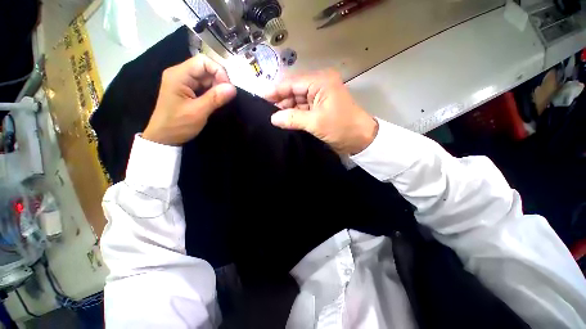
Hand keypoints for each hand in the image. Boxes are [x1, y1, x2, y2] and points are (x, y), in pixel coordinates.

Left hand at [143, 54, 236, 145]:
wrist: (164, 137)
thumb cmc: (178, 124)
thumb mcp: (198, 112)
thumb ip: (215, 98)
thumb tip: (233, 88)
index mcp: (179, 75)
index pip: (203, 61)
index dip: (219, 71)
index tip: (228, 88)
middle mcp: (180, 74)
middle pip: (205, 68)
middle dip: (219, 80)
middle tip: (226, 96)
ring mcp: (183, 82)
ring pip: (206, 77)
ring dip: (217, 87)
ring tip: (221, 100)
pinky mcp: (187, 90)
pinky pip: (203, 85)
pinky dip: (212, 92)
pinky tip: (216, 100)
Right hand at [264, 71, 377, 154]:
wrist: (361, 140)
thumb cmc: (341, 127)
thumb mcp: (316, 122)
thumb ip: (293, 118)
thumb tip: (273, 118)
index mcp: (320, 82)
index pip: (292, 83)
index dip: (276, 90)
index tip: (260, 98)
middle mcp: (319, 86)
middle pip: (294, 91)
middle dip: (280, 101)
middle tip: (265, 112)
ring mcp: (319, 98)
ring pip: (297, 101)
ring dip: (286, 110)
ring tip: (272, 118)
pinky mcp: (319, 109)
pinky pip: (302, 110)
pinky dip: (294, 115)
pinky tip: (284, 121)